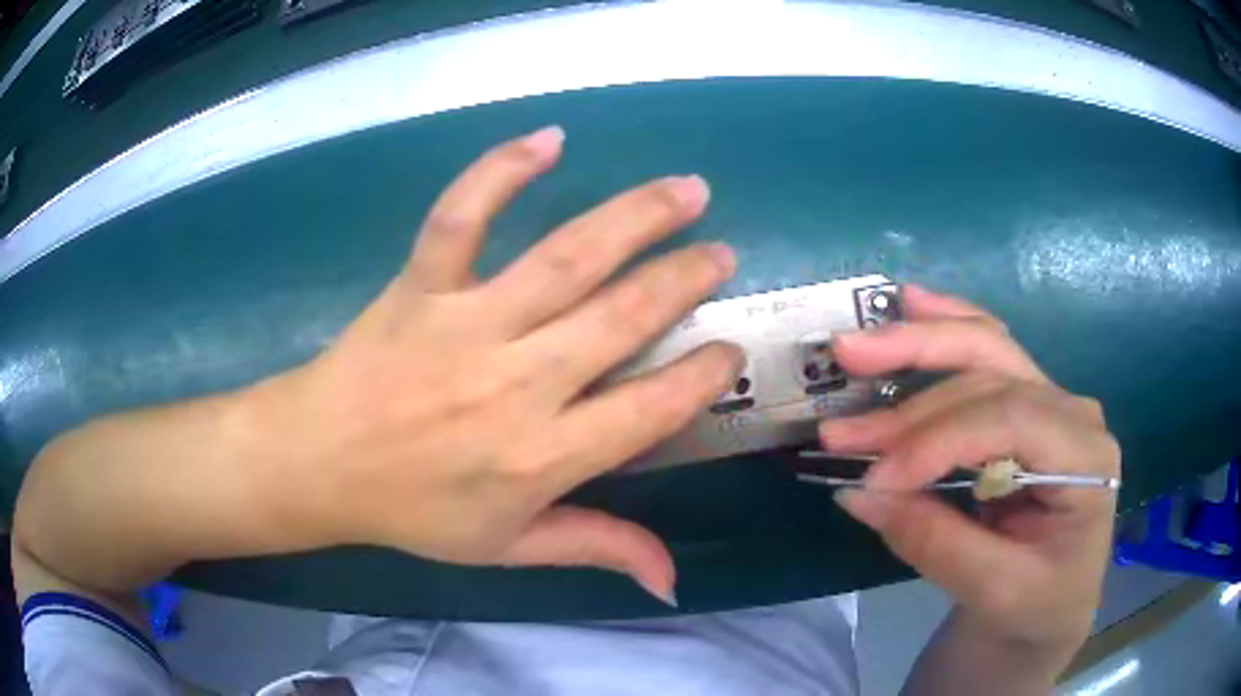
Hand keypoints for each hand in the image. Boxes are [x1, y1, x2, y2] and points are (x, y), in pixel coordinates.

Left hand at [244, 127, 741, 602]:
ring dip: (636, 217)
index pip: (649, 409)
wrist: (320, 462)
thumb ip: (595, 548)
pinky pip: (462, 216)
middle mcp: (516, 383)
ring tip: (687, 191)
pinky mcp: (421, 284)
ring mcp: (466, 323)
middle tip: (722, 254)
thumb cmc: (412, 510)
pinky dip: (502, 171)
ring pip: (566, 258)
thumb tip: (671, 581)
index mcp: (540, 456)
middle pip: (621, 317)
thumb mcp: (508, 546)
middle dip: (684, 279)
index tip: (731, 350)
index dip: (701, 377)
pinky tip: (548, 138)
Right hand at [822, 285, 1119, 658]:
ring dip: (920, 343)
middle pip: (993, 370)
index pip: (1009, 421)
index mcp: (1085, 457)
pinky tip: (913, 304)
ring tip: (860, 344)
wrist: (1054, 607)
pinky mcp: (1025, 406)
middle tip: (846, 372)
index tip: (873, 477)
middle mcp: (1072, 413)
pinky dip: (945, 329)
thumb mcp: (994, 592)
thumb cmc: (1037, 607)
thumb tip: (858, 492)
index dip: (936, 440)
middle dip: (915, 375)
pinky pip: (987, 355)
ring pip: (987, 349)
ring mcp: (1051, 402)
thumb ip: (934, 542)